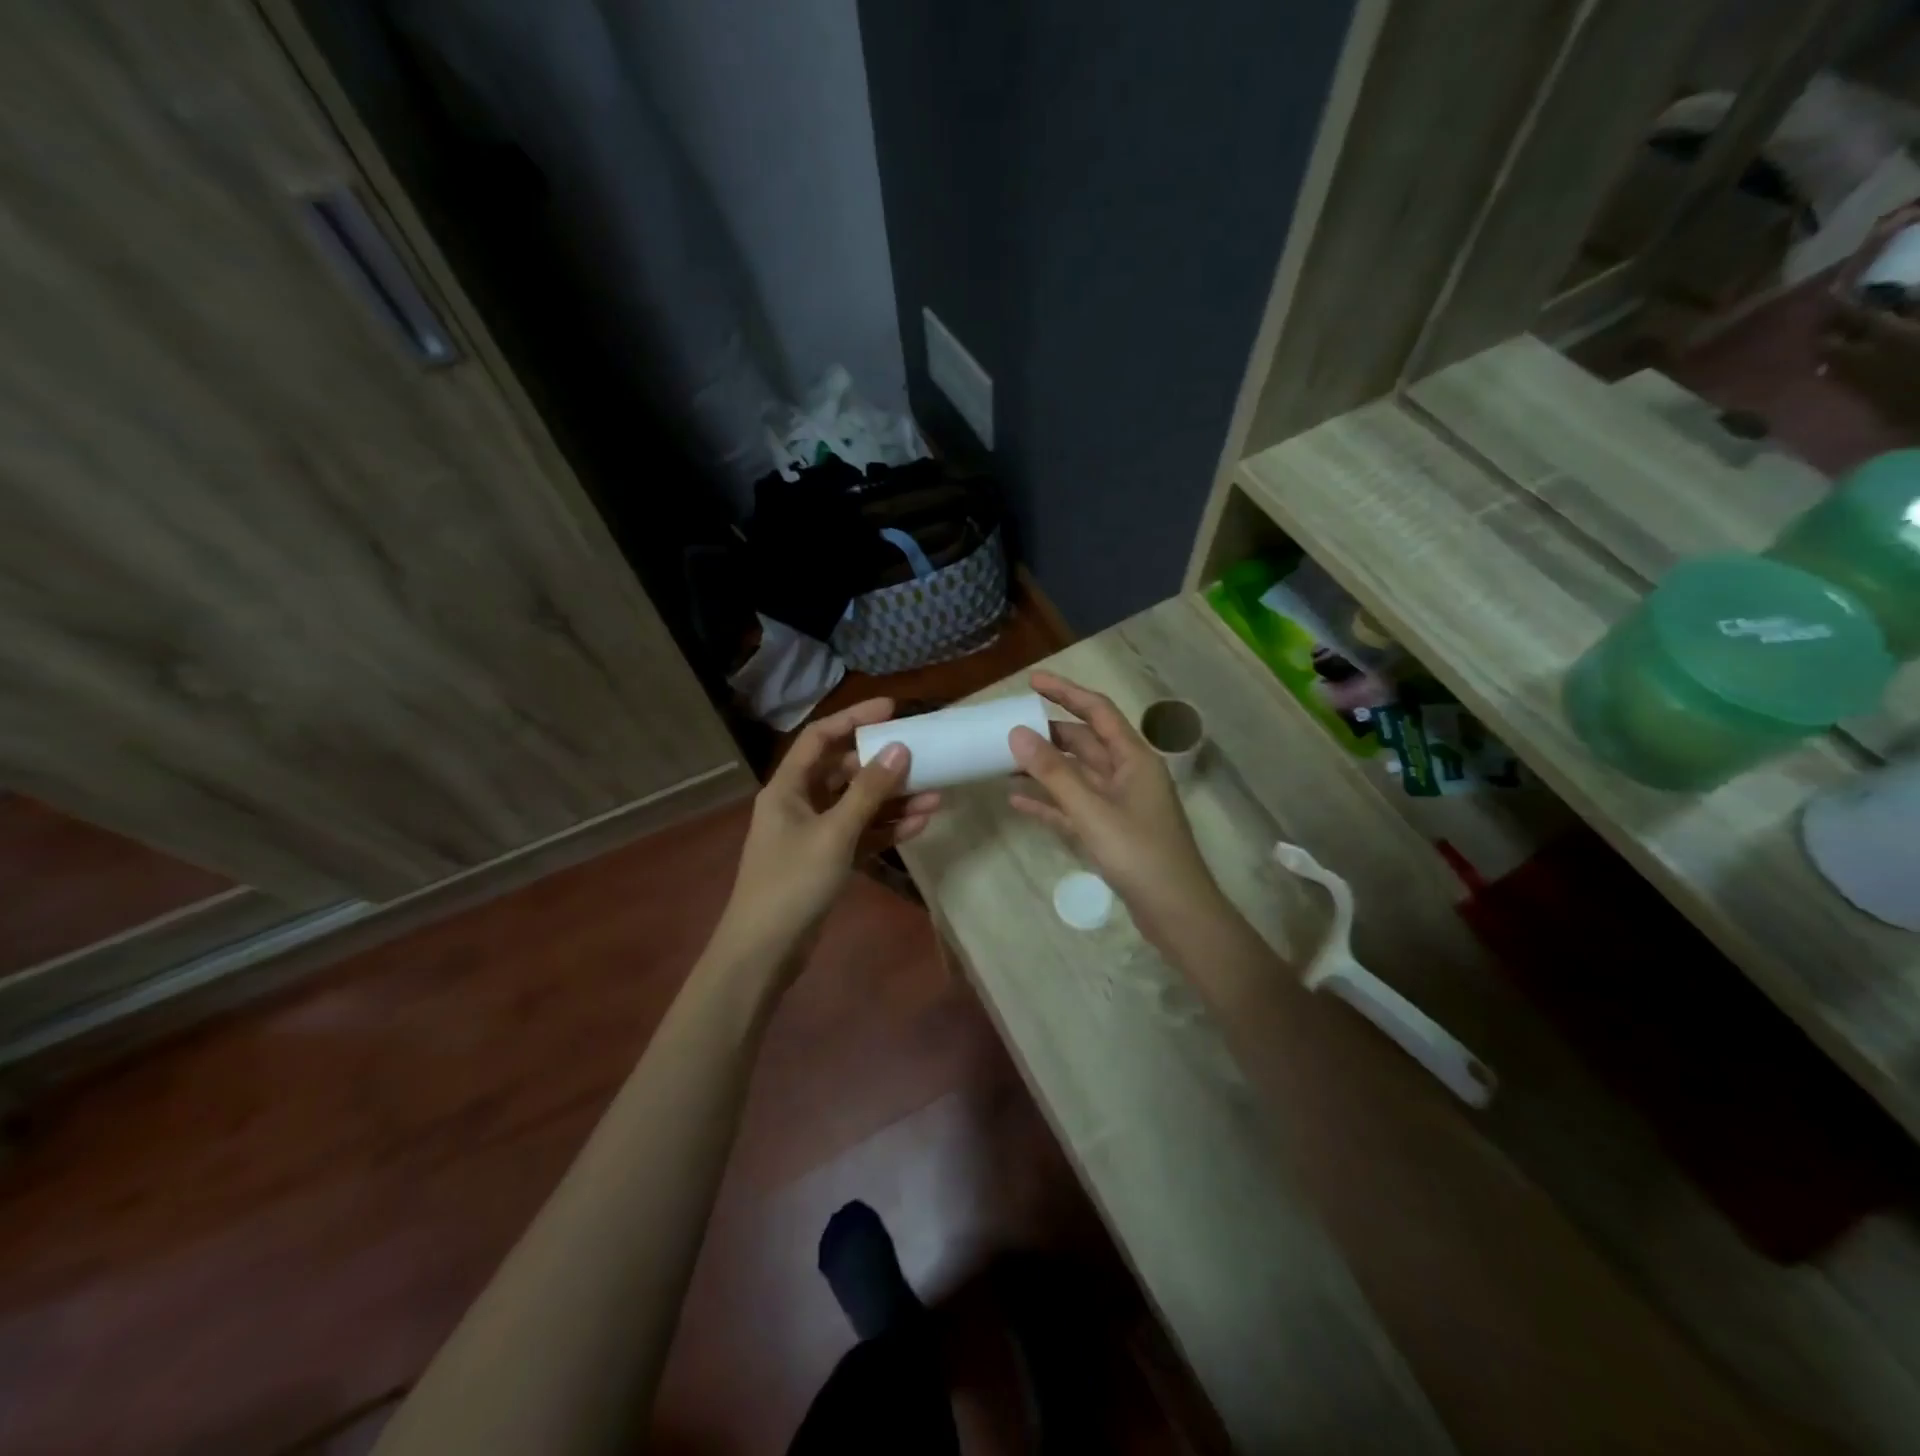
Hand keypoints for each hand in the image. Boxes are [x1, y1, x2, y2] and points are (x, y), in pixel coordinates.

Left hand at [710, 699, 939, 982]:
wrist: (764, 951)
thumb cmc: (792, 882)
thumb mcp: (834, 833)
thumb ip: (868, 791)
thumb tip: (899, 748)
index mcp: (788, 787)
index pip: (821, 738)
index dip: (854, 718)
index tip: (892, 708)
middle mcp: (800, 803)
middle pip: (845, 771)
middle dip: (884, 766)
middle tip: (924, 755)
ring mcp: (814, 833)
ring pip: (858, 805)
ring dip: (893, 801)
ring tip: (935, 794)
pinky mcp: (827, 860)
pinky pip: (861, 834)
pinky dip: (887, 829)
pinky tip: (921, 824)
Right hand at [1007, 672, 1222, 939]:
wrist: (1176, 912)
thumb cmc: (1140, 854)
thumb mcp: (1092, 811)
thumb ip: (1053, 772)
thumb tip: (1017, 733)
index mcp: (1133, 758)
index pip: (1097, 711)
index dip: (1065, 692)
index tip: (1031, 681)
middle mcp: (1127, 774)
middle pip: (1084, 742)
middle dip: (1048, 734)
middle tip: (1007, 728)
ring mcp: (1119, 804)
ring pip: (1076, 775)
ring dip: (1043, 768)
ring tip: (1004, 762)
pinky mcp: (1110, 832)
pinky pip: (1074, 807)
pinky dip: (1048, 802)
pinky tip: (1017, 801)